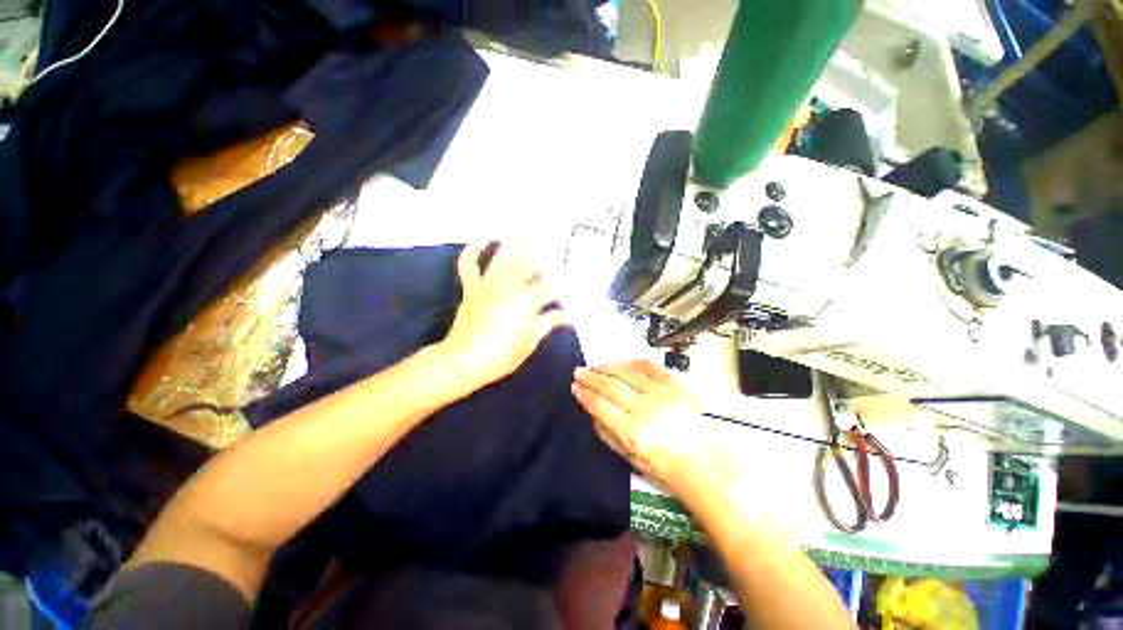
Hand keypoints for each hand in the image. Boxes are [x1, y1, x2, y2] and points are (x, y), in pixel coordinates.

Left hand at [438, 243, 564, 391]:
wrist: (465, 360)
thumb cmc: (502, 355)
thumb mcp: (530, 343)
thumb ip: (547, 324)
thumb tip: (564, 315)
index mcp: (527, 301)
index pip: (549, 288)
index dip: (560, 290)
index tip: (565, 296)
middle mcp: (509, 287)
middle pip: (529, 265)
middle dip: (542, 262)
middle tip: (550, 263)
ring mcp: (488, 285)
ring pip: (504, 258)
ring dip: (517, 248)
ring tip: (529, 242)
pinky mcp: (472, 288)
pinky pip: (470, 264)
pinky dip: (475, 249)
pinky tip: (486, 240)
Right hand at [572, 360, 714, 493]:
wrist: (701, 464)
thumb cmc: (662, 467)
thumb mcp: (629, 457)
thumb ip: (606, 431)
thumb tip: (590, 407)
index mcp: (636, 433)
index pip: (602, 406)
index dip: (585, 394)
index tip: (574, 387)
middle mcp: (649, 410)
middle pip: (612, 386)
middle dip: (592, 377)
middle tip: (579, 371)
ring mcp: (664, 395)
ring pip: (629, 372)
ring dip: (608, 366)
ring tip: (594, 365)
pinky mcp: (676, 387)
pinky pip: (650, 367)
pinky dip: (632, 362)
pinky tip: (620, 362)